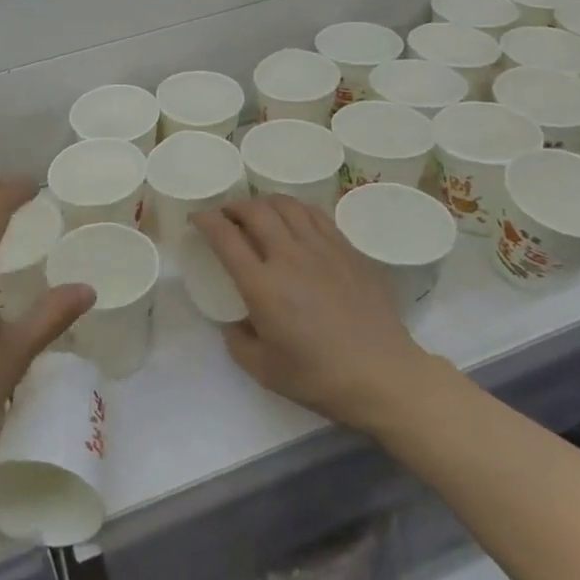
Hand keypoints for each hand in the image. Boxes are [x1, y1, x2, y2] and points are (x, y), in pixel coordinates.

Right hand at [193, 195, 435, 433]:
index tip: (197, 218)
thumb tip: (233, 321)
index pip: (225, 237)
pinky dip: (296, 209)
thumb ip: (238, 341)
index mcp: (262, 285)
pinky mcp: (347, 250)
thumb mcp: (263, 370)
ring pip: (287, 205)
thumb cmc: (319, 377)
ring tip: (257, 211)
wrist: (382, 375)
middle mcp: (289, 256)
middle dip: (233, 206)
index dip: (206, 220)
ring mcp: (322, 248)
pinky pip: (316, 215)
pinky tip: (294, 218)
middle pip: (255, 211)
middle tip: (225, 214)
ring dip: (264, 202)